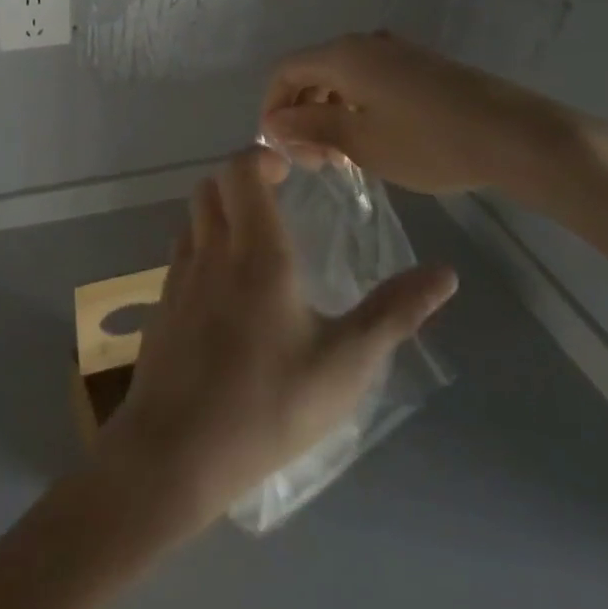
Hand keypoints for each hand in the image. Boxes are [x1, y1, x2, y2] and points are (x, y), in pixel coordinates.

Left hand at [94, 145, 457, 539]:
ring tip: (254, 244)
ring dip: (218, 213)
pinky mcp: (161, 306)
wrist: (175, 451)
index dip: (260, 157)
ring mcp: (178, 278)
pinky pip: (180, 254)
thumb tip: (446, 273)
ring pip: (191, 219)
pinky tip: (225, 291)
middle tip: (276, 202)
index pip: (241, 171)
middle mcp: (210, 252)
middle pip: (210, 187)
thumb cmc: (268, 405)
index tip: (288, 172)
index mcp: (256, 253)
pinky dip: (201, 247)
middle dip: (240, 181)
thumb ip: (394, 313)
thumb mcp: (345, 365)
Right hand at [260, 32, 592, 206]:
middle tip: (312, 160)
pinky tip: (371, 140)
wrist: (517, 136)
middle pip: (313, 71)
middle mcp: (366, 44)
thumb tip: (274, 122)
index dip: (272, 106)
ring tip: (339, 155)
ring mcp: (398, 52)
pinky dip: (356, 107)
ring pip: (343, 78)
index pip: (285, 71)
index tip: (280, 147)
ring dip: (328, 112)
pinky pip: (371, 81)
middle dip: (301, 112)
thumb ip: (310, 126)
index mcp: (344, 56)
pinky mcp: (422, 67)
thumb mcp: (360, 141)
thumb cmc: (429, 142)